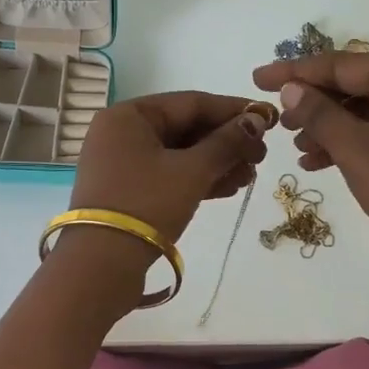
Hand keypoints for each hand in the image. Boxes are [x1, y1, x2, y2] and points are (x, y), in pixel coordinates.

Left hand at [70, 91, 273, 247]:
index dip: (233, 110)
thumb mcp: (192, 171)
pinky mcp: (126, 191)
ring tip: (249, 176)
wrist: (101, 265)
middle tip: (261, 156)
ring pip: (178, 154)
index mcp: (128, 115)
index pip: (191, 102)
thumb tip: (257, 120)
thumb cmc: (146, 204)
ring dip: (216, 163)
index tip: (268, 118)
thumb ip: (226, 143)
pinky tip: (228, 188)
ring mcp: (121, 163)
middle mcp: (121, 132)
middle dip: (226, 142)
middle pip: (185, 128)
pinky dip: (196, 179)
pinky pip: (168, 174)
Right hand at [250, 53, 368, 312]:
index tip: (258, 78)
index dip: (297, 71)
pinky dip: (343, 147)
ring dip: (325, 127)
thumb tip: (290, 89)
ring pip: (361, 114)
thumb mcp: (356, 148)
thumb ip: (319, 113)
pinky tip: (314, 163)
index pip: (344, 65)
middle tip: (277, 118)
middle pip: (353, 86)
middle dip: (312, 102)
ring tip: (294, 145)